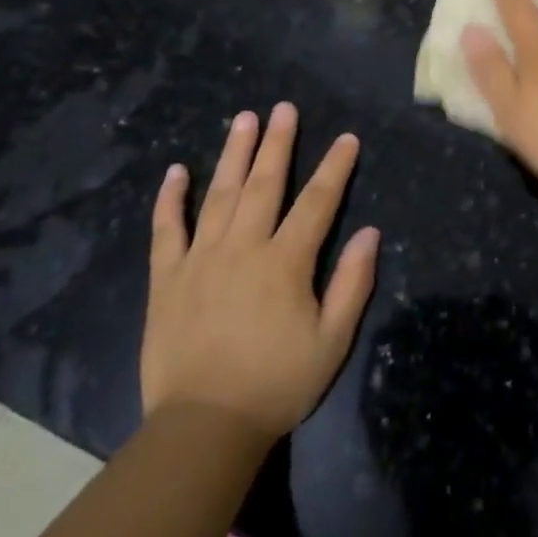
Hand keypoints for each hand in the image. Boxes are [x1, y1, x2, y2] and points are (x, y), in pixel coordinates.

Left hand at [141, 102, 378, 439]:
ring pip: (219, 194)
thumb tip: (371, 233)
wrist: (203, 428)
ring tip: (242, 119)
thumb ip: (352, 283)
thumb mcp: (331, 341)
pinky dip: (171, 199)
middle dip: (277, 143)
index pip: (317, 202)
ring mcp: (200, 259)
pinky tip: (176, 171)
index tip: (346, 138)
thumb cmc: (276, 384)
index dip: (335, 167)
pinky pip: (166, 229)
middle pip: (264, 184)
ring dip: (232, 154)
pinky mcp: (166, 278)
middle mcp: (243, 247)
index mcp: (285, 262)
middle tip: (283, 108)